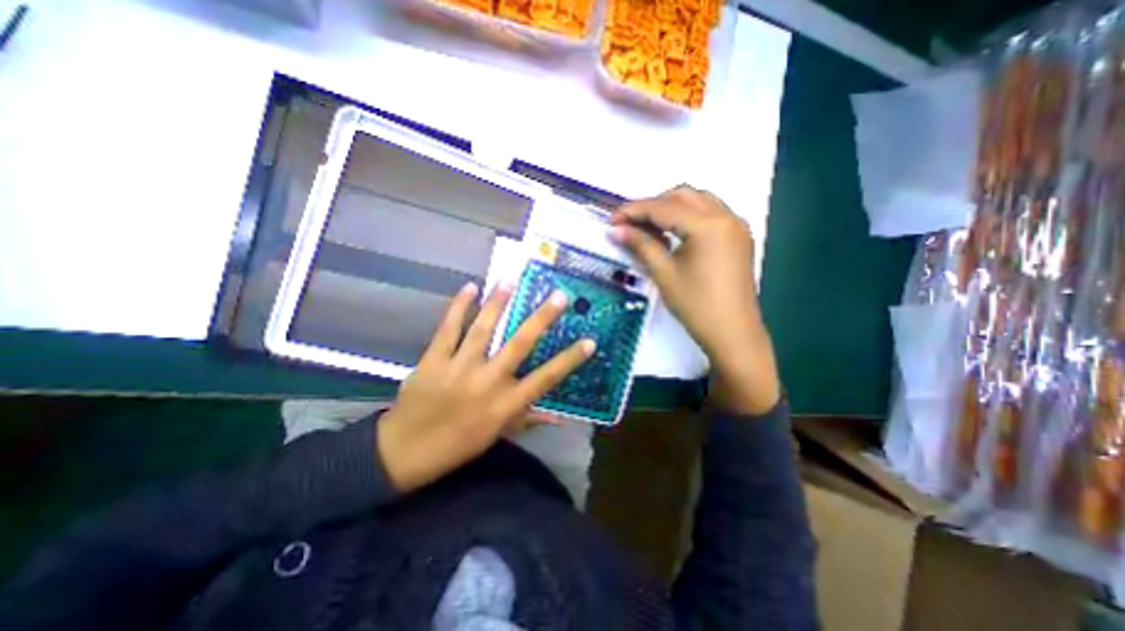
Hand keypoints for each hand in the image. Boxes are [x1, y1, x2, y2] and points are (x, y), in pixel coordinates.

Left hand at [376, 282, 591, 492]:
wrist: (404, 452)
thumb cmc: (458, 446)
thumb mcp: (498, 434)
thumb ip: (528, 419)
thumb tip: (560, 416)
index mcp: (505, 403)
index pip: (546, 378)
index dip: (569, 359)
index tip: (589, 341)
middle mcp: (488, 381)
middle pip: (519, 344)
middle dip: (541, 318)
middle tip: (558, 296)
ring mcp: (459, 367)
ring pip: (483, 329)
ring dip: (499, 303)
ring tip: (512, 281)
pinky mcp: (434, 359)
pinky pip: (449, 328)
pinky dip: (459, 306)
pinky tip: (470, 287)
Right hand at [612, 184, 778, 413]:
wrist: (733, 333)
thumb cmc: (697, 307)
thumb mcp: (665, 274)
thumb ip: (641, 245)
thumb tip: (616, 230)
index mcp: (708, 226)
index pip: (663, 208)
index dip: (634, 211)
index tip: (612, 220)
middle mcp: (726, 217)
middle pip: (682, 195)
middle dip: (652, 205)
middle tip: (630, 224)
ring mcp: (736, 225)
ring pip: (698, 201)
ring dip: (670, 208)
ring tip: (648, 227)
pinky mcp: (738, 237)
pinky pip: (710, 213)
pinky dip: (688, 216)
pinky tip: (673, 233)